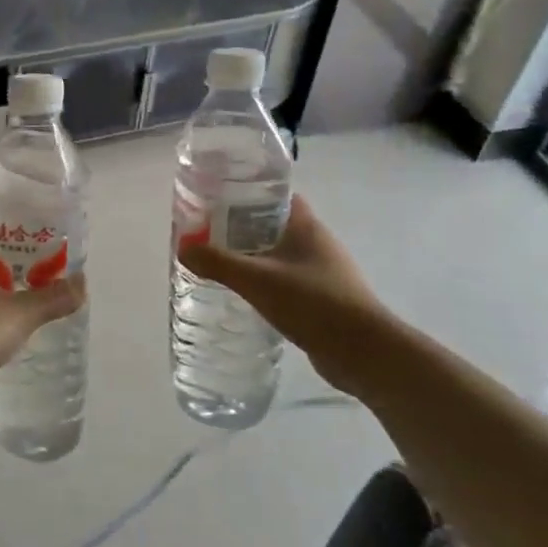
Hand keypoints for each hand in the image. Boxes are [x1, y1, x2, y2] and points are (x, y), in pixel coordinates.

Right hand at [180, 196, 397, 394]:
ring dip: (254, 257)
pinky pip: (287, 281)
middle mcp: (317, 243)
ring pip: (280, 254)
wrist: (364, 353)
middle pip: (274, 224)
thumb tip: (183, 247)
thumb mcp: (257, 280)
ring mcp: (323, 272)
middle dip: (242, 227)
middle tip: (208, 234)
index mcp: (306, 226)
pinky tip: (246, 295)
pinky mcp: (323, 299)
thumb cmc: (313, 303)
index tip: (217, 199)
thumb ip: (217, 262)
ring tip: (220, 264)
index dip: (247, 193)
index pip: (275, 195)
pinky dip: (266, 282)